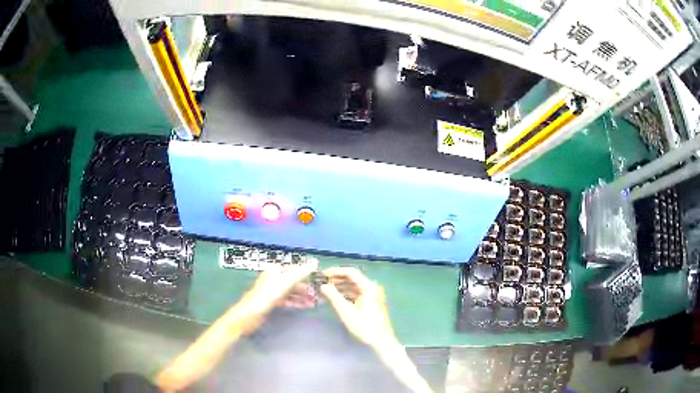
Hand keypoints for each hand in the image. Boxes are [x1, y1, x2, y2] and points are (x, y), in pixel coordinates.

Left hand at [235, 263, 316, 332]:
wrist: (248, 316)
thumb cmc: (265, 298)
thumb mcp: (283, 284)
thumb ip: (298, 274)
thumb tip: (313, 263)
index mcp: (275, 271)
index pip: (296, 269)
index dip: (309, 275)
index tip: (321, 281)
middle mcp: (274, 278)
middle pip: (295, 281)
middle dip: (308, 287)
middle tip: (321, 295)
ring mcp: (273, 290)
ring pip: (293, 291)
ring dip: (304, 296)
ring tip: (317, 302)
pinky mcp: (272, 301)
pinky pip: (289, 299)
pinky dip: (298, 302)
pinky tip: (307, 306)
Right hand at [320, 267, 396, 348]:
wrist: (381, 341)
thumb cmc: (364, 326)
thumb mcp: (346, 311)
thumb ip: (334, 296)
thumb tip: (323, 285)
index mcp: (368, 286)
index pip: (350, 272)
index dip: (335, 271)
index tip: (322, 275)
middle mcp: (372, 287)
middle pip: (352, 278)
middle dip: (336, 279)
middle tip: (321, 283)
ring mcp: (373, 294)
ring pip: (354, 286)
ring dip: (340, 286)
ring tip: (325, 290)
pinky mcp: (371, 302)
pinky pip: (357, 293)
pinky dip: (346, 293)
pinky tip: (335, 298)